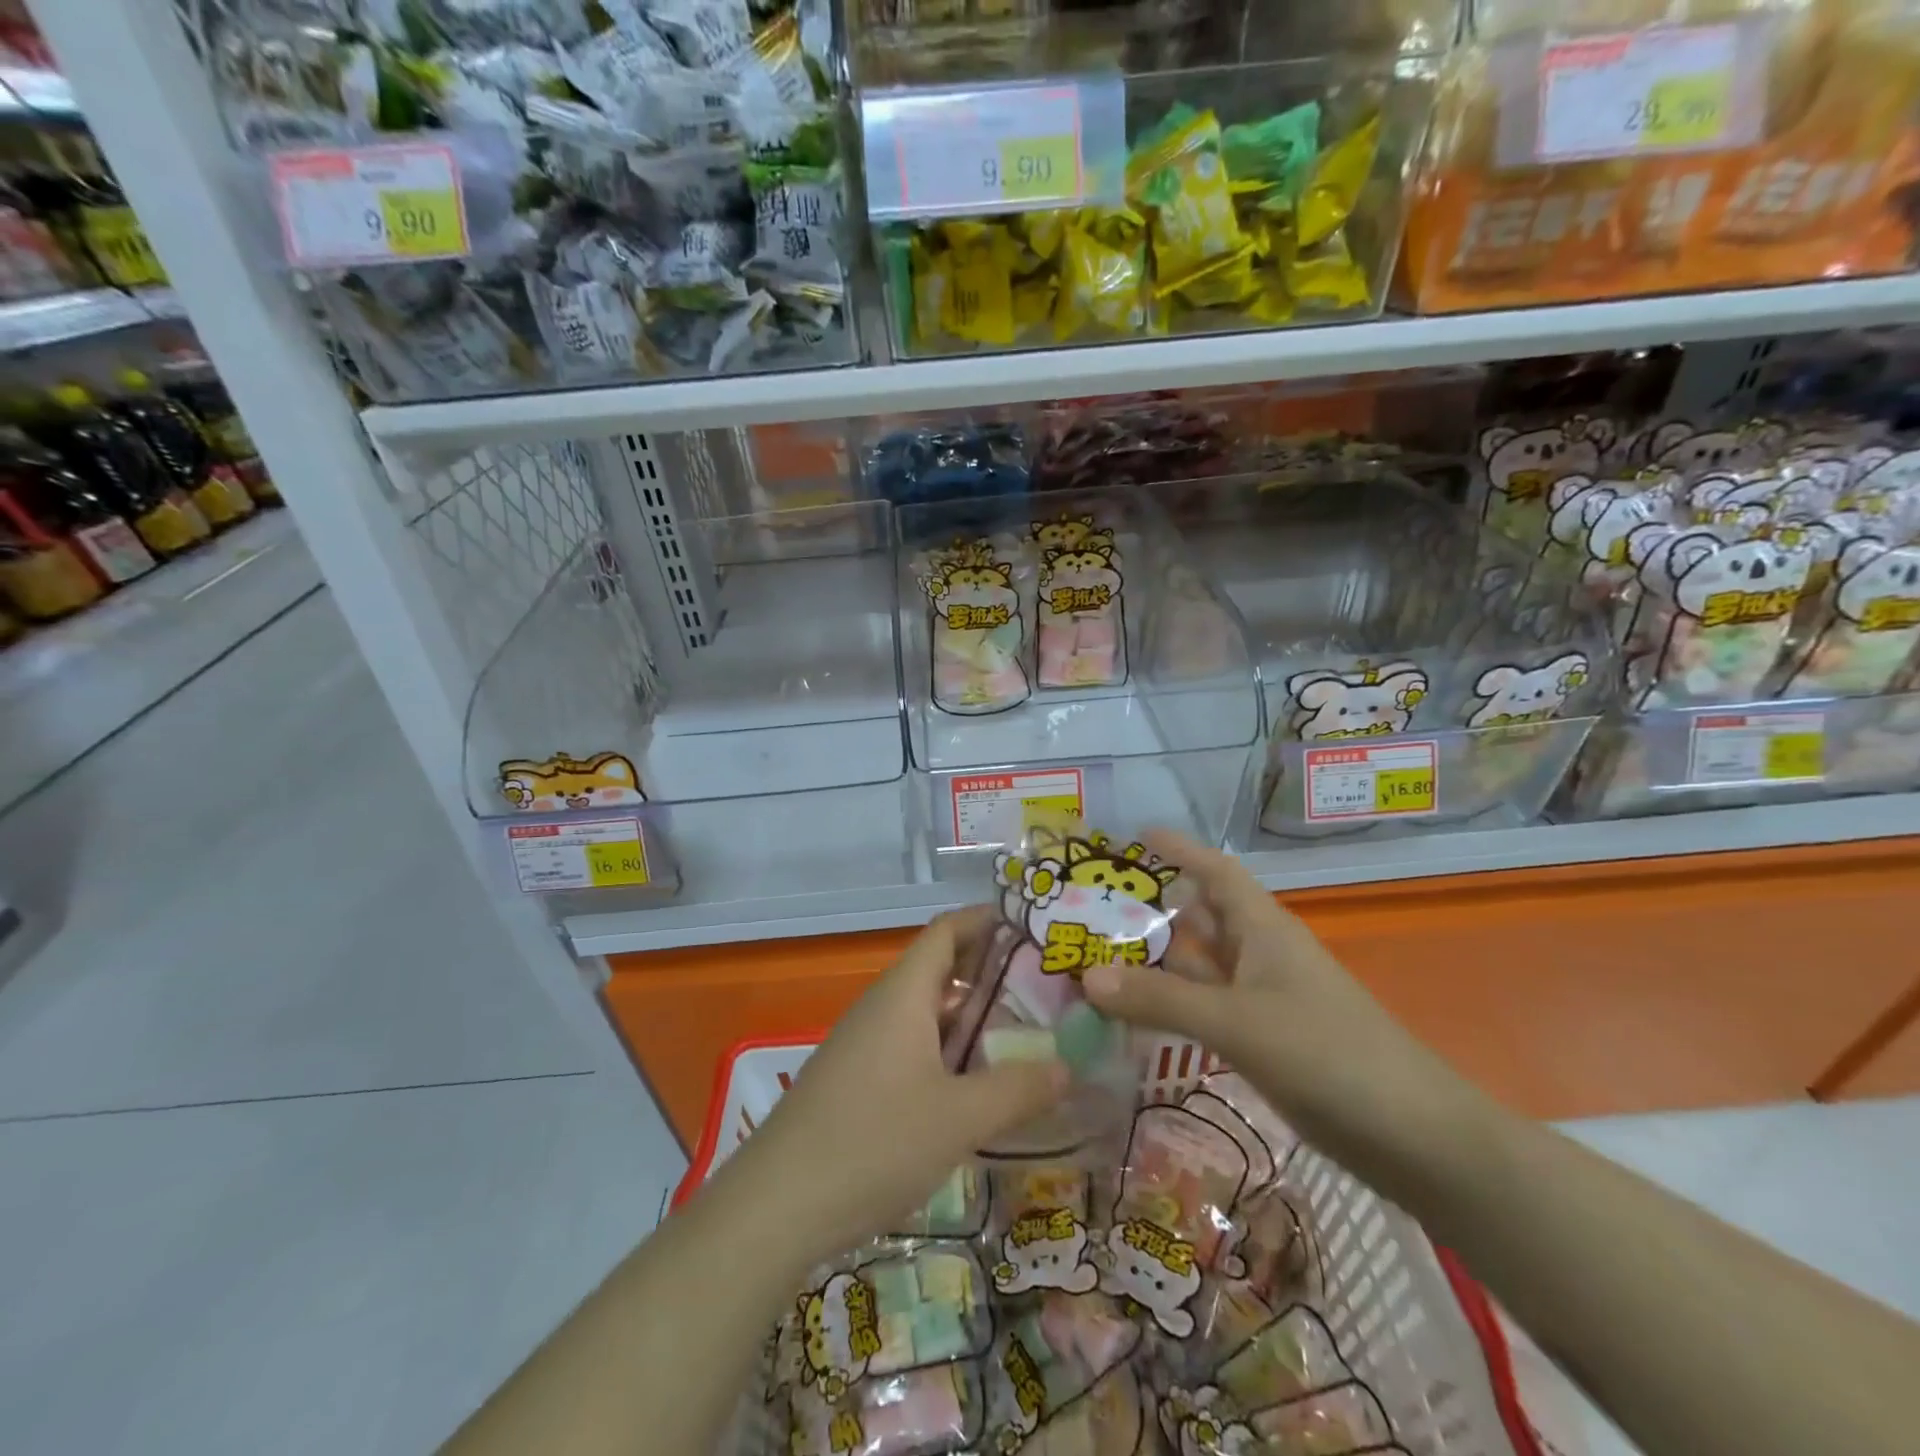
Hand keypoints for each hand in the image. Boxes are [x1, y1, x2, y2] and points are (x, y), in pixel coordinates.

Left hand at [736, 908, 1066, 1263]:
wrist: (776, 1205)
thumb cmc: (874, 1142)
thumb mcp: (959, 1118)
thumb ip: (1018, 1089)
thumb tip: (1069, 1067)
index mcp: (904, 994)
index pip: (947, 930)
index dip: (988, 920)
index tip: (1034, 928)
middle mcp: (883, 1007)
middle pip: (941, 970)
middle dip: (992, 976)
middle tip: (1049, 991)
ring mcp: (866, 1045)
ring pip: (928, 1015)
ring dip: (973, 1021)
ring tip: (1026, 1038)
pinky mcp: (858, 1081)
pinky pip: (913, 1048)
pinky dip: (950, 1054)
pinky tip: (977, 1088)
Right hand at [1080, 830, 1473, 1199]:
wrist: (1414, 1136)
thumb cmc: (1328, 1054)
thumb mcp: (1237, 1022)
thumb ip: (1161, 1001)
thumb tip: (1086, 977)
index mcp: (1263, 928)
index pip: (1216, 870)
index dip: (1180, 849)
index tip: (1136, 836)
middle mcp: (1261, 954)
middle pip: (1201, 918)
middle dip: (1153, 908)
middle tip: (1094, 906)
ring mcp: (1265, 999)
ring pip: (1200, 967)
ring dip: (1157, 962)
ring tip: (1098, 956)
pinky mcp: (1266, 1040)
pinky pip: (1207, 1008)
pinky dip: (1172, 1006)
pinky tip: (1136, 1016)